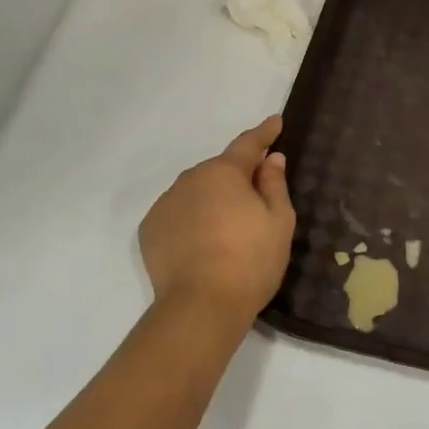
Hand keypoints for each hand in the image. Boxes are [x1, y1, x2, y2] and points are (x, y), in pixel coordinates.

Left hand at [140, 117, 295, 322]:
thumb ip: (274, 184)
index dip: (264, 133)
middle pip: (220, 171)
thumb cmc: (250, 261)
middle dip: (237, 179)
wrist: (201, 306)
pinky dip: (191, 221)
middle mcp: (190, 179)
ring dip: (212, 201)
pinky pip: (178, 215)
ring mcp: (166, 204)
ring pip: (196, 193)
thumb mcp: (279, 222)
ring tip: (227, 232)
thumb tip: (271, 159)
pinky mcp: (150, 230)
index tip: (275, 122)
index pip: (248, 144)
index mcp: (224, 172)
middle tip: (256, 201)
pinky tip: (202, 245)